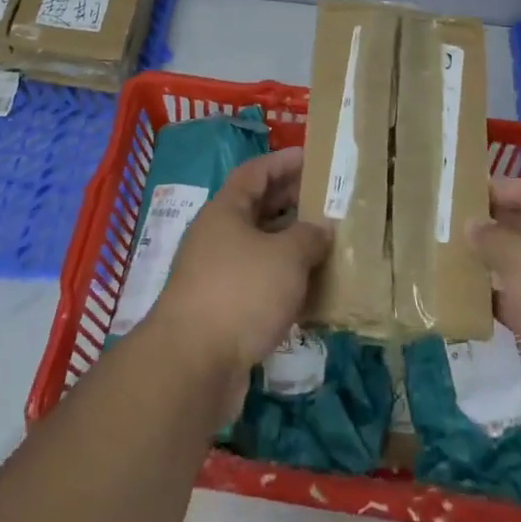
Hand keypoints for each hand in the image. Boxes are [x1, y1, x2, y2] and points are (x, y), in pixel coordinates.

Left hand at [147, 147, 331, 408]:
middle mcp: (217, 237)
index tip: (311, 157)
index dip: (282, 162)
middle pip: (257, 209)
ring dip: (291, 247)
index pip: (255, 172)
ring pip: (260, 250)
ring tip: (327, 245)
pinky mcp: (222, 312)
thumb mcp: (286, 256)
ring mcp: (216, 275)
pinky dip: (284, 284)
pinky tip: (312, 293)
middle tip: (326, 201)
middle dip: (291, 203)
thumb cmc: (241, 292)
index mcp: (226, 210)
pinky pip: (259, 285)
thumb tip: (321, 229)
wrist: (193, 364)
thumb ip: (308, 236)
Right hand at [465, 174, 520, 428]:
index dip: (510, 187)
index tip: (472, 196)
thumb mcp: (520, 258)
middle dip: (499, 228)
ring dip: (499, 268)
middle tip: (457, 230)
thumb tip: (472, 226)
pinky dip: (505, 306)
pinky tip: (474, 308)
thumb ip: (491, 238)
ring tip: (458, 265)